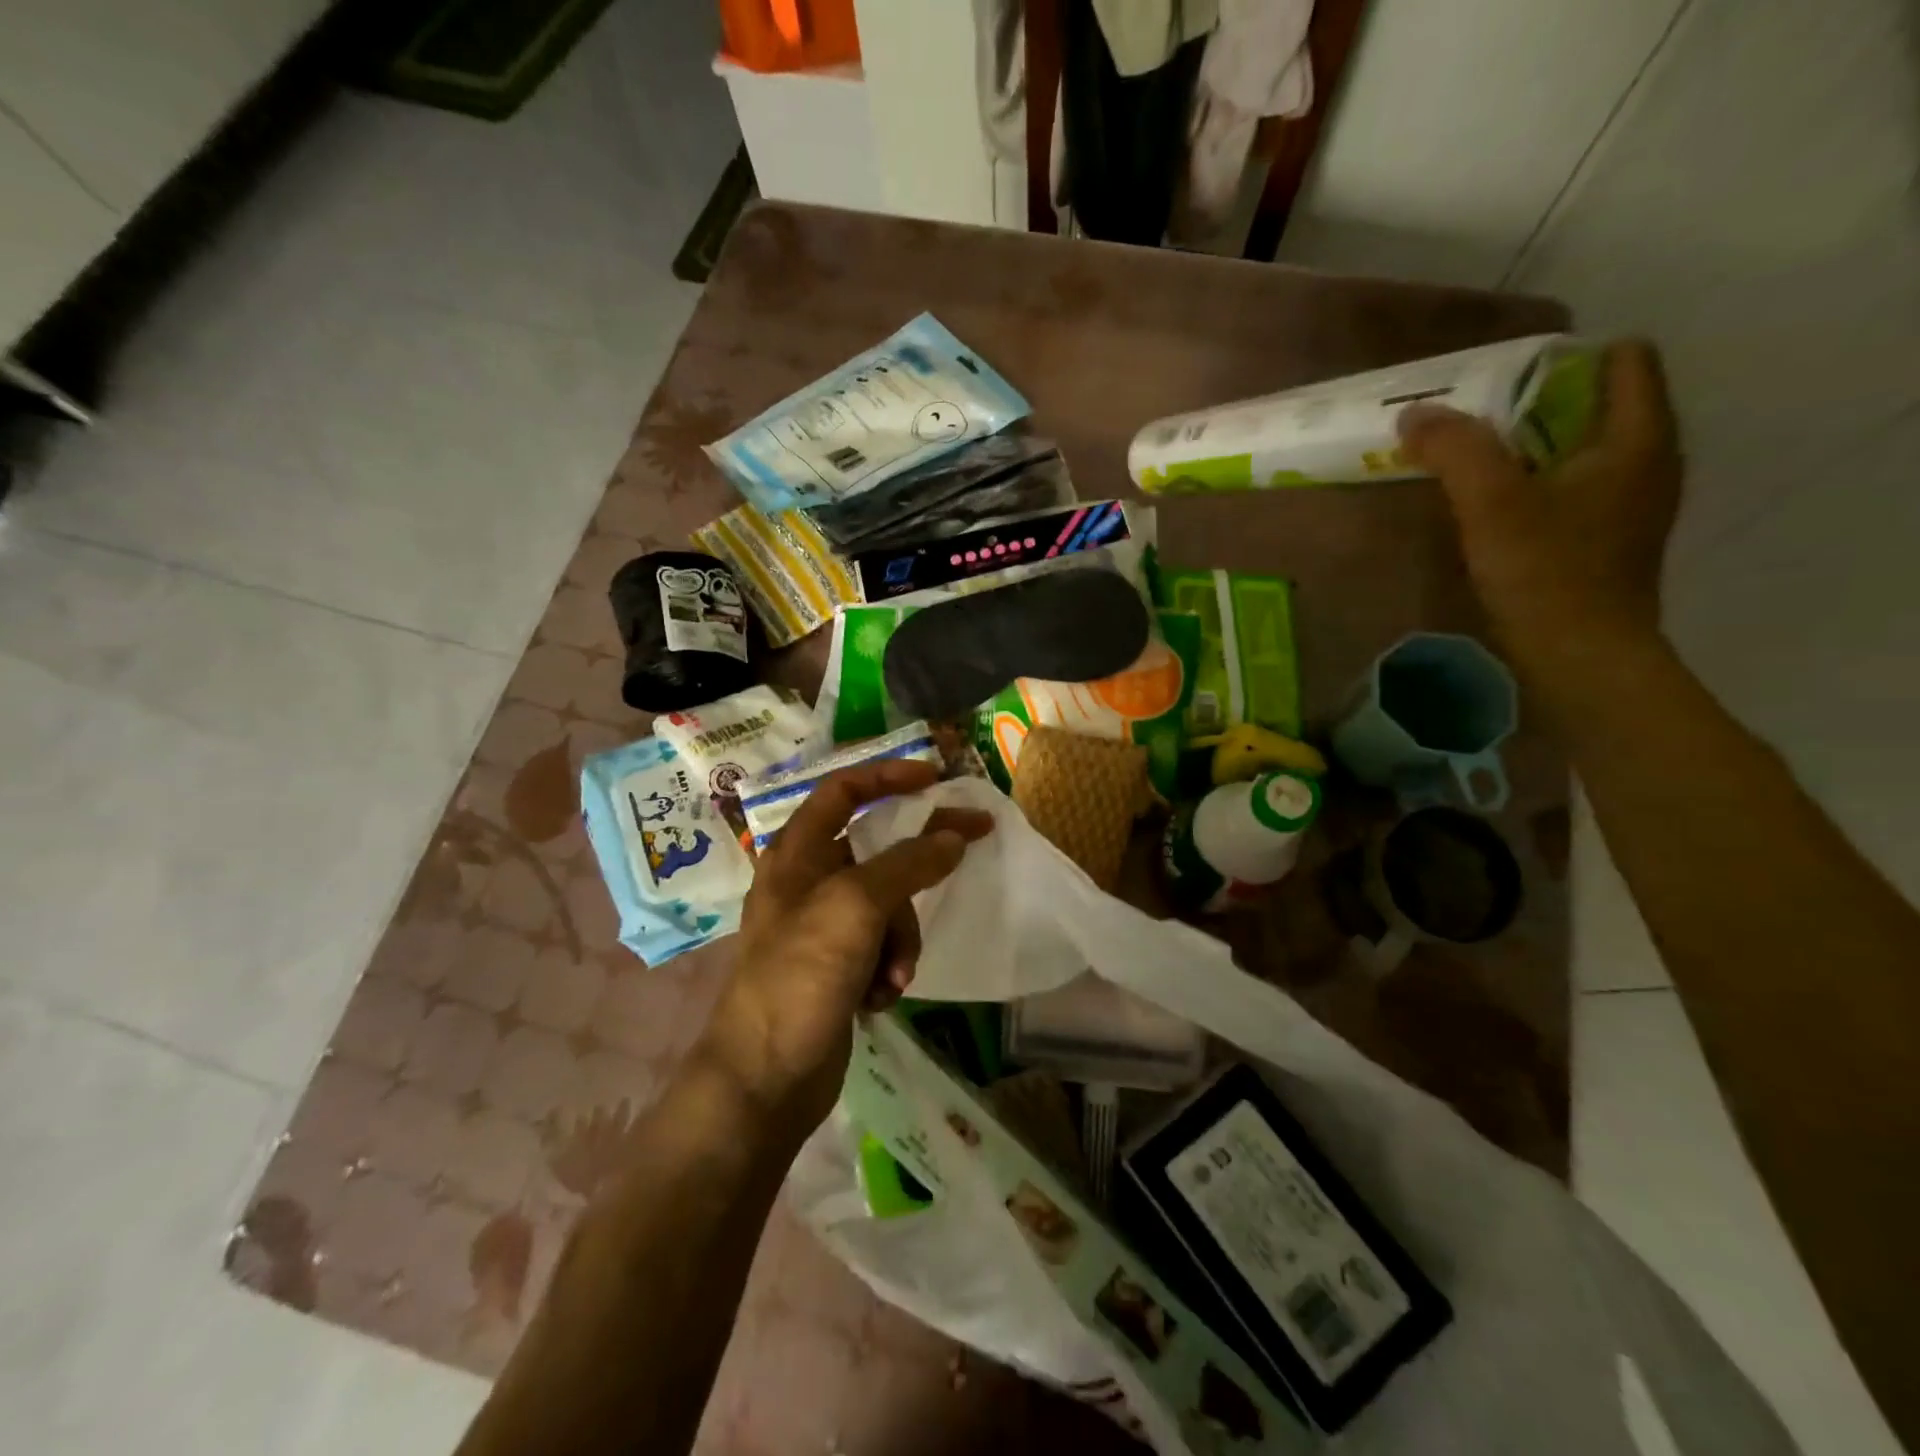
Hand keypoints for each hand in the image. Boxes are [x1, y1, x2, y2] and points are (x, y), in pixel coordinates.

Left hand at [698, 759, 993, 1131]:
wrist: (764, 1080)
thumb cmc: (800, 976)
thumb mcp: (856, 907)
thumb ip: (908, 864)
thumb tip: (953, 836)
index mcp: (797, 854)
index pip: (843, 790)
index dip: (888, 776)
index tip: (936, 778)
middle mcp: (808, 882)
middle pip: (877, 850)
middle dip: (916, 865)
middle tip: (967, 848)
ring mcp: (823, 928)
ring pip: (889, 904)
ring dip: (903, 936)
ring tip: (896, 974)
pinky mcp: (838, 968)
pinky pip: (882, 947)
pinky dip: (890, 966)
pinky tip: (881, 998)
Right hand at [1397, 340, 1682, 665]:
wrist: (1580, 658)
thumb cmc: (1547, 574)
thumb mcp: (1492, 504)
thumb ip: (1455, 451)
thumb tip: (1415, 413)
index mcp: (1638, 438)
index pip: (1622, 360)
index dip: (1562, 360)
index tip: (1499, 381)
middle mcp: (1647, 461)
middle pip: (1596, 403)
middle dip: (1534, 403)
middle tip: (1470, 418)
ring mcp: (1630, 503)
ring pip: (1580, 449)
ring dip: (1529, 447)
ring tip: (1471, 460)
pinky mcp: (1606, 539)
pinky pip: (1571, 487)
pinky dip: (1534, 483)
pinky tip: (1493, 507)